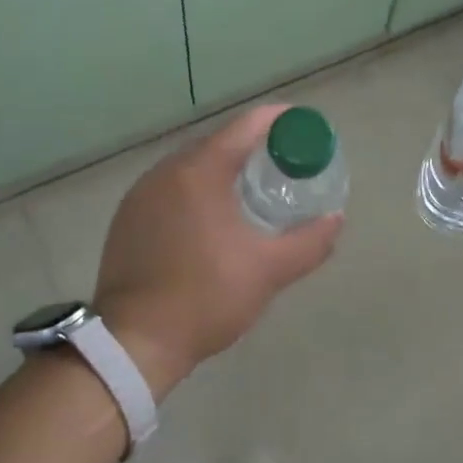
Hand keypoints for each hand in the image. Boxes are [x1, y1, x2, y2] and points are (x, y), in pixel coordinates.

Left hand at [94, 104, 341, 397]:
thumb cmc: (207, 297)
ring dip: (222, 169)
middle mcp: (165, 171)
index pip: (244, 127)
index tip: (302, 125)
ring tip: (252, 189)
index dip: (277, 120)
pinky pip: (170, 188)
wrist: (135, 342)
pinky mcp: (127, 218)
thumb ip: (309, 242)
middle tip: (284, 163)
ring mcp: (140, 194)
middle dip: (252, 146)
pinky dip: (196, 190)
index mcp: (199, 172)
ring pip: (190, 166)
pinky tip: (211, 217)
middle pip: (217, 143)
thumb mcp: (269, 271)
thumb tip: (335, 219)